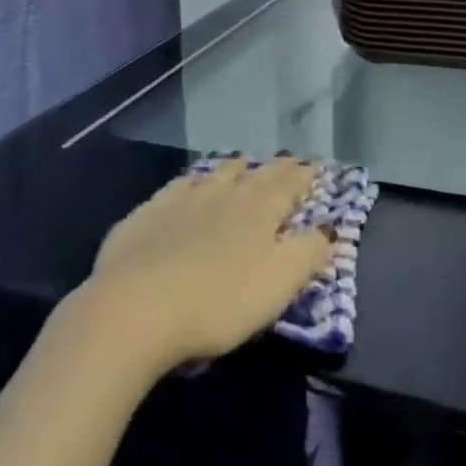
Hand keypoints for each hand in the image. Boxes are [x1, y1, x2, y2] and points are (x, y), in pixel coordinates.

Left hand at [71, 156, 332, 378]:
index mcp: (258, 212)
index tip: (312, 167)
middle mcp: (222, 196)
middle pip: (252, 176)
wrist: (138, 306)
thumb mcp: (278, 284)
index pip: (286, 187)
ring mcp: (181, 201)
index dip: (301, 178)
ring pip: (214, 175)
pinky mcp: (147, 215)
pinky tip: (188, 183)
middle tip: (283, 160)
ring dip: (231, 168)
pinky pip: (176, 188)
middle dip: (272, 169)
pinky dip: (190, 181)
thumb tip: (328, 228)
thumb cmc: (219, 301)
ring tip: (241, 162)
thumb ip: (307, 253)